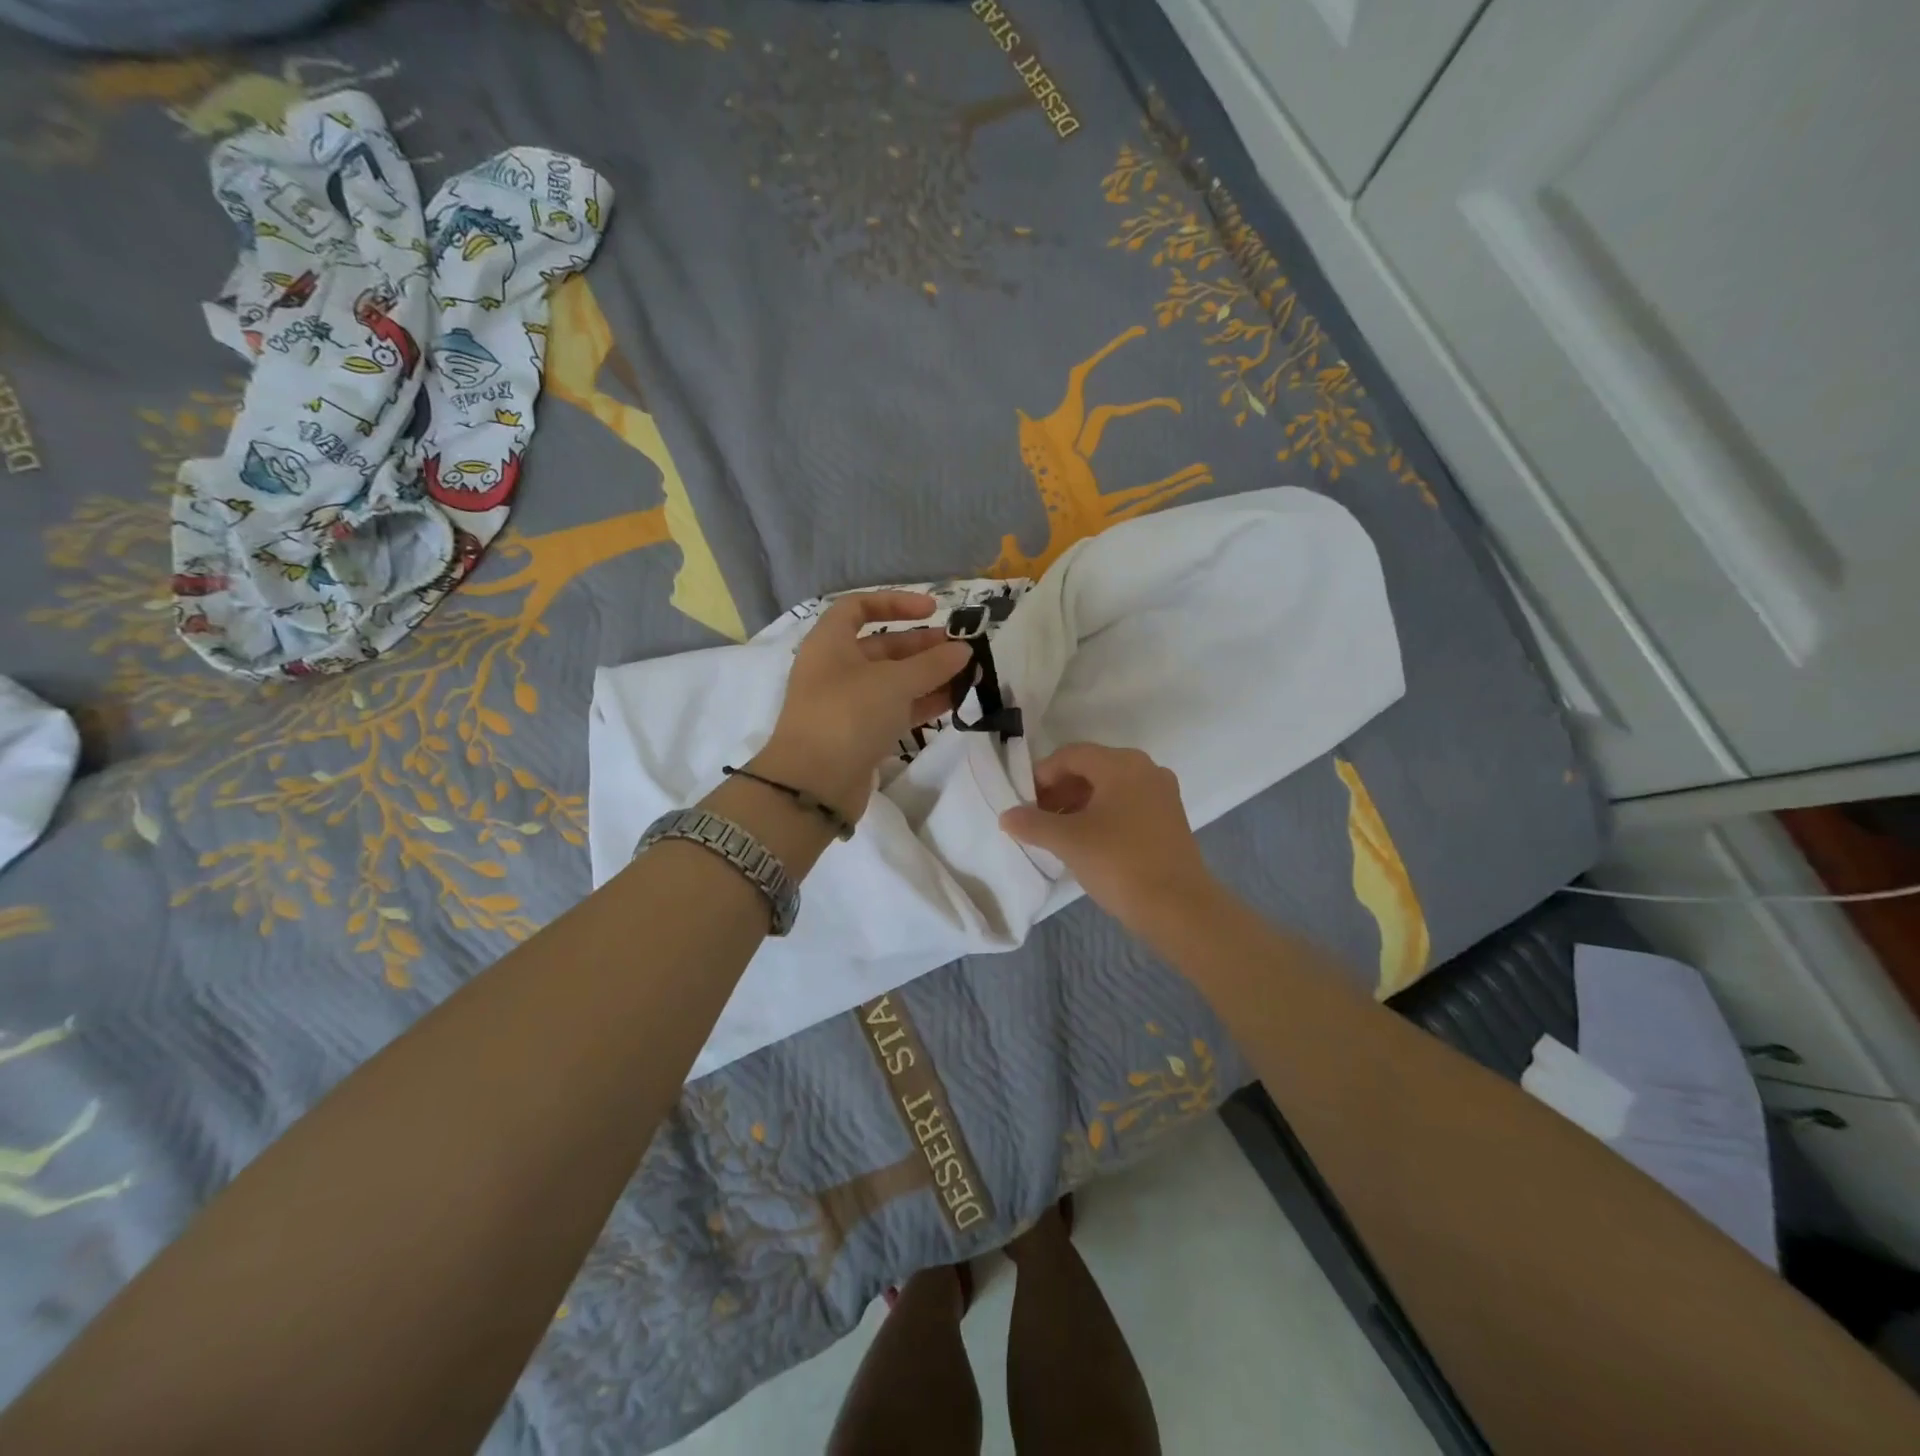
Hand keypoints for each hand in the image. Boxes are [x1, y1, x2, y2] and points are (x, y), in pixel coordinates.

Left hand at [756, 591, 971, 822]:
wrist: (814, 784)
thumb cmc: (848, 715)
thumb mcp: (894, 682)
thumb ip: (932, 664)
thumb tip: (963, 650)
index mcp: (830, 643)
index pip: (859, 607)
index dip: (895, 601)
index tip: (933, 610)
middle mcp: (835, 668)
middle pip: (882, 646)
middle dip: (923, 646)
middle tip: (962, 650)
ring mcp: (847, 704)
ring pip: (893, 681)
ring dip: (929, 676)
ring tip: (967, 676)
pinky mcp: (860, 734)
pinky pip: (895, 709)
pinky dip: (922, 703)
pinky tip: (954, 701)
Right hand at [1000, 744, 1217, 929]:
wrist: (1179, 908)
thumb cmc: (1119, 863)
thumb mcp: (1068, 841)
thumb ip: (1032, 823)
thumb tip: (1006, 815)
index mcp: (1122, 764)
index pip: (1071, 755)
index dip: (1041, 775)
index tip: (1023, 802)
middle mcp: (1146, 769)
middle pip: (1091, 769)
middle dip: (1059, 790)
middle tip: (1036, 818)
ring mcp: (1161, 795)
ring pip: (1109, 788)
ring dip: (1078, 804)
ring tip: (1057, 833)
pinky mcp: (1169, 819)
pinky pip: (1127, 805)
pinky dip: (1101, 815)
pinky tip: (1086, 842)